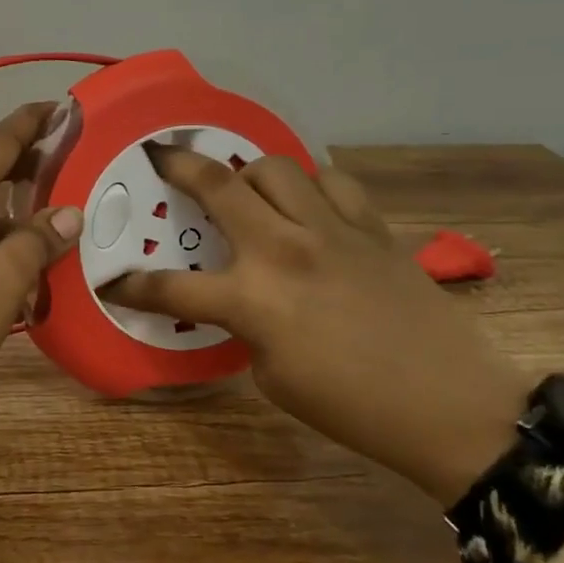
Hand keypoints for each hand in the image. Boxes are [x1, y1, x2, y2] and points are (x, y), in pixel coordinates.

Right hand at [102, 147, 529, 503]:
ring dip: (249, 172)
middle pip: (216, 184)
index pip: (170, 286)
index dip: (132, 286)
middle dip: (176, 165)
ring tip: (245, 189)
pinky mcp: (372, 227)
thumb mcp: (272, 375)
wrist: (451, 406)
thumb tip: (240, 299)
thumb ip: (245, 326)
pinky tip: (308, 202)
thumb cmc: (352, 407)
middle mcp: (283, 249)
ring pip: (275, 167)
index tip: (112, 282)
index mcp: (252, 300)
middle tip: (159, 156)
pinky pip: (333, 181)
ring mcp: (331, 230)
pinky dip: (310, 184)